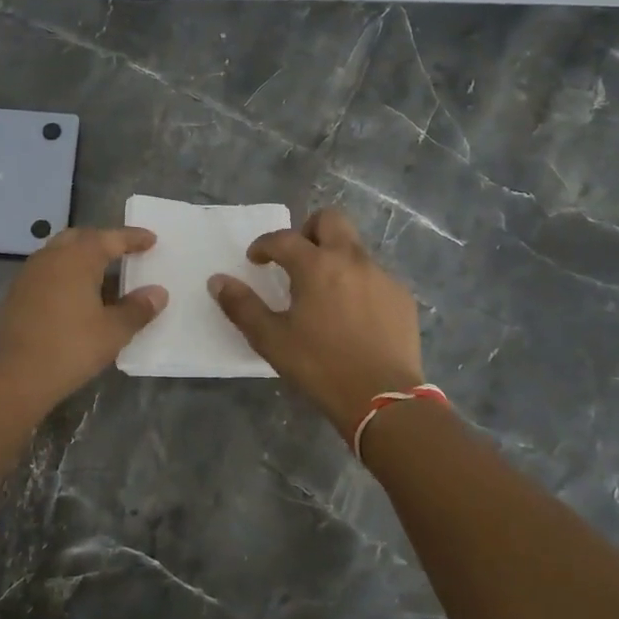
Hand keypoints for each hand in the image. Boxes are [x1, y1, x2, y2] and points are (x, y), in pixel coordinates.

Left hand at [0, 226, 166, 411]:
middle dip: (104, 241)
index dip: (132, 238)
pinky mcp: (17, 293)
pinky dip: (66, 273)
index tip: (151, 239)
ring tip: (102, 274)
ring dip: (82, 257)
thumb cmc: (71, 348)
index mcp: (77, 259)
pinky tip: (76, 295)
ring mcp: (29, 274)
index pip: (110, 238)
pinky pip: (47, 271)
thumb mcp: (113, 331)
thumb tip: (158, 293)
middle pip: (81, 238)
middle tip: (124, 252)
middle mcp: (51, 257)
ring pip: (60, 253)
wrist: (16, 376)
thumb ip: (138, 309)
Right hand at [209, 207, 423, 438]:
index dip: (264, 245)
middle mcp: (351, 259)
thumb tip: (217, 280)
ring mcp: (382, 276)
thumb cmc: (320, 366)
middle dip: (308, 230)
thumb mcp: (271, 340)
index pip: (283, 238)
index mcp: (316, 265)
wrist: (383, 399)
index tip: (256, 260)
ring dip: (335, 258)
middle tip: (297, 259)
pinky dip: (358, 284)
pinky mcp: (402, 296)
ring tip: (325, 294)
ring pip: (355, 249)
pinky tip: (353, 316)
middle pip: (330, 220)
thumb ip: (242, 306)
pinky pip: (375, 276)